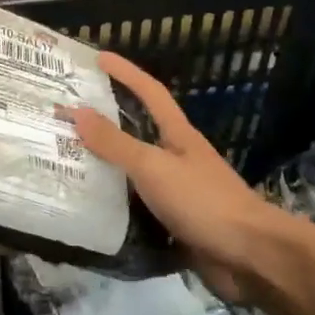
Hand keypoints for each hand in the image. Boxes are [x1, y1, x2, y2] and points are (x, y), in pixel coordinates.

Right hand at [67, 52, 276, 301]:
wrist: (249, 256)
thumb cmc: (204, 202)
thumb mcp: (154, 167)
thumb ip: (116, 143)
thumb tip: (77, 112)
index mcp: (178, 136)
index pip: (150, 93)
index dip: (126, 73)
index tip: (98, 58)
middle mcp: (177, 159)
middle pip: (137, 132)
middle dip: (105, 122)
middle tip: (65, 118)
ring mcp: (177, 192)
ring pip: (133, 173)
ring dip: (104, 167)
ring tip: (65, 163)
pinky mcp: (174, 223)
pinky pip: (136, 207)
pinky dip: (114, 205)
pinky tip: (88, 209)